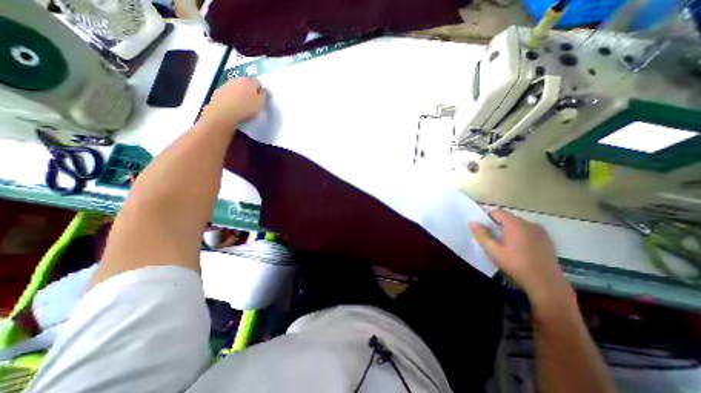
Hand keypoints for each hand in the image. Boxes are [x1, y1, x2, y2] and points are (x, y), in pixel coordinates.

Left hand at [202, 79, 269, 128]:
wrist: (223, 113)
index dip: (261, 91)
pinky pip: (229, 93)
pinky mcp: (219, 91)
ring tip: (243, 105)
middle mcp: (237, 79)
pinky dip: (232, 97)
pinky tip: (234, 107)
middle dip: (250, 91)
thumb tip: (265, 90)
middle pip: (246, 83)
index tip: (261, 100)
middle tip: (253, 103)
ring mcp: (226, 84)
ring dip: (241, 93)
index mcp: (249, 81)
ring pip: (237, 87)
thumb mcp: (260, 104)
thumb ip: (264, 95)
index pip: (258, 82)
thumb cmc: (245, 109)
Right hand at [470, 212, 574, 306]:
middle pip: (507, 217)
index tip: (481, 227)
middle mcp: (528, 223)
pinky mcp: (546, 239)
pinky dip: (519, 234)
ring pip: (518, 224)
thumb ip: (481, 235)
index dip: (486, 217)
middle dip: (497, 224)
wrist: (546, 283)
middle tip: (490, 237)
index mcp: (515, 224)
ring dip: (508, 229)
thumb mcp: (493, 251)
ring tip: (503, 243)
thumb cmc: (515, 264)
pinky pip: (527, 231)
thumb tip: (472, 222)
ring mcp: (540, 231)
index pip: (496, 212)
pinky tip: (518, 248)